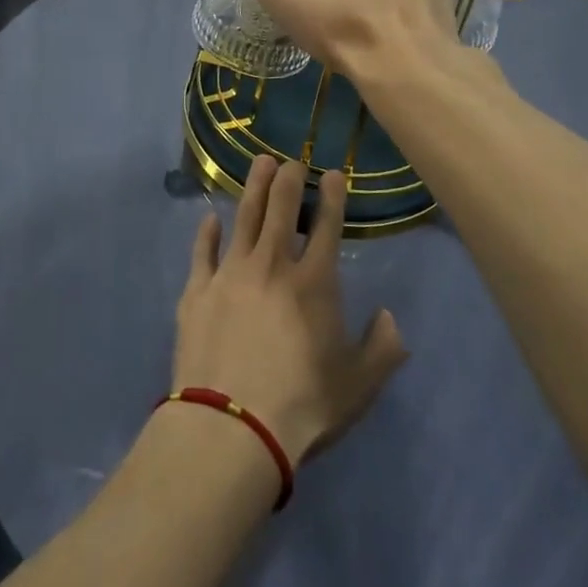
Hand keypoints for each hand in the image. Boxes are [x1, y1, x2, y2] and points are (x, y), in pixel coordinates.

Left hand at [172, 156, 408, 465]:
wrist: (231, 426)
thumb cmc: (302, 405)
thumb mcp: (358, 386)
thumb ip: (382, 349)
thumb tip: (389, 317)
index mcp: (314, 283)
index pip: (327, 228)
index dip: (332, 197)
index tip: (333, 173)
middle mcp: (272, 265)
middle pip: (281, 210)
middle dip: (289, 180)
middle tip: (292, 160)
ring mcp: (231, 273)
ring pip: (244, 217)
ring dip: (254, 188)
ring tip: (260, 163)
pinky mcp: (198, 290)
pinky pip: (203, 251)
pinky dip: (207, 232)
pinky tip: (209, 219)